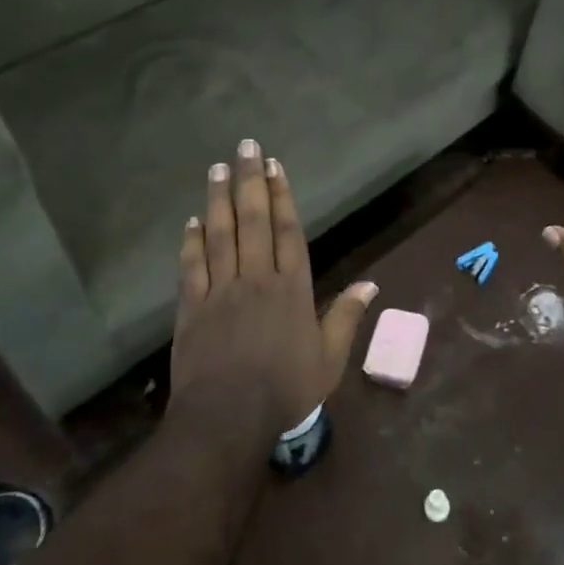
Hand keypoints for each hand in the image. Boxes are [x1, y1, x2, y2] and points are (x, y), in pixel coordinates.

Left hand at [173, 138, 375, 437]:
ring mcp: (221, 290)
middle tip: (245, 147)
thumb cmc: (285, 389)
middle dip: (250, 181)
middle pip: (254, 221)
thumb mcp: (329, 359)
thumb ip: (346, 317)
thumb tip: (371, 284)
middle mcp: (256, 278)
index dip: (283, 195)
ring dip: (219, 199)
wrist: (227, 418)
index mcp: (292, 288)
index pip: (288, 231)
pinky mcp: (192, 307)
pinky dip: (192, 241)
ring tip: (217, 168)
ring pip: (221, 234)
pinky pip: (192, 266)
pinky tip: (192, 220)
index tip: (275, 166)